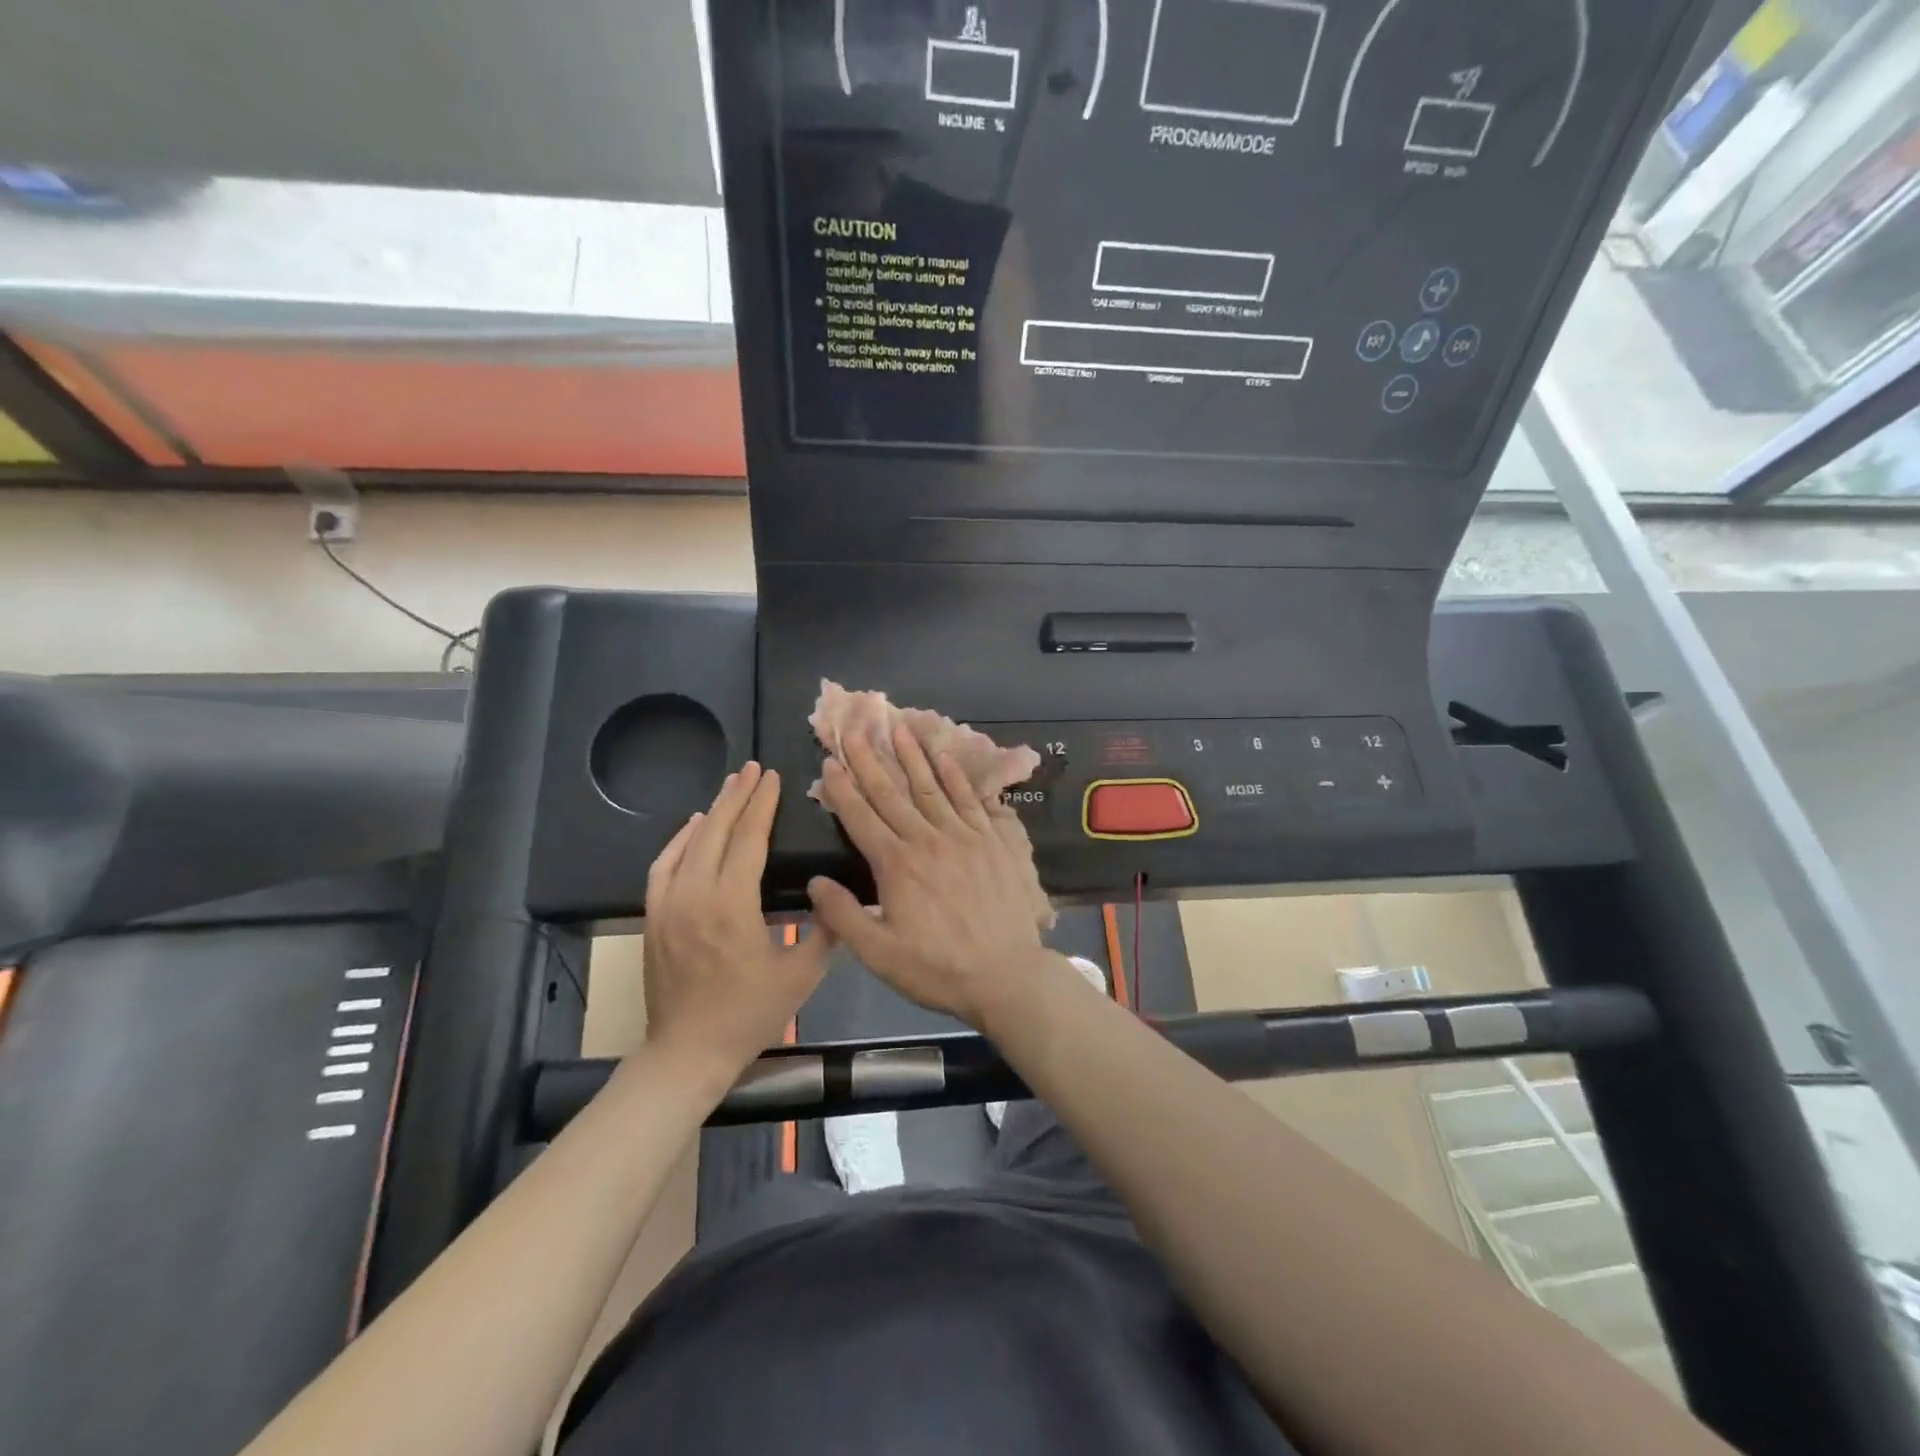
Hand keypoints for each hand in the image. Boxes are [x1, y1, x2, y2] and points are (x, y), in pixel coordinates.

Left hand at [643, 763, 832, 1088]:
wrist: (688, 1052)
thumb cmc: (749, 1014)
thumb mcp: (801, 976)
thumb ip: (825, 930)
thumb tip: (840, 895)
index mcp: (732, 904)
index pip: (748, 840)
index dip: (762, 805)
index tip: (773, 778)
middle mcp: (695, 895)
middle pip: (715, 831)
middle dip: (737, 796)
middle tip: (754, 769)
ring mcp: (668, 905)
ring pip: (688, 843)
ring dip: (710, 811)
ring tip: (730, 787)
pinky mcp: (653, 917)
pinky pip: (663, 866)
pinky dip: (678, 840)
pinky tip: (691, 826)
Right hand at [807, 723, 1065, 1031]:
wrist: (1006, 974)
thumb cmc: (938, 968)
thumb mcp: (879, 955)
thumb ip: (843, 916)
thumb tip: (815, 882)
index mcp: (896, 864)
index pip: (861, 817)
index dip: (842, 789)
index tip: (829, 762)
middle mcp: (928, 839)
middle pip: (892, 793)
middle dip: (869, 760)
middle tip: (854, 730)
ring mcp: (964, 835)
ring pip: (932, 787)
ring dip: (912, 757)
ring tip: (898, 729)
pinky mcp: (993, 840)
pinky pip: (971, 800)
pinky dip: (956, 777)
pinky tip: (945, 758)